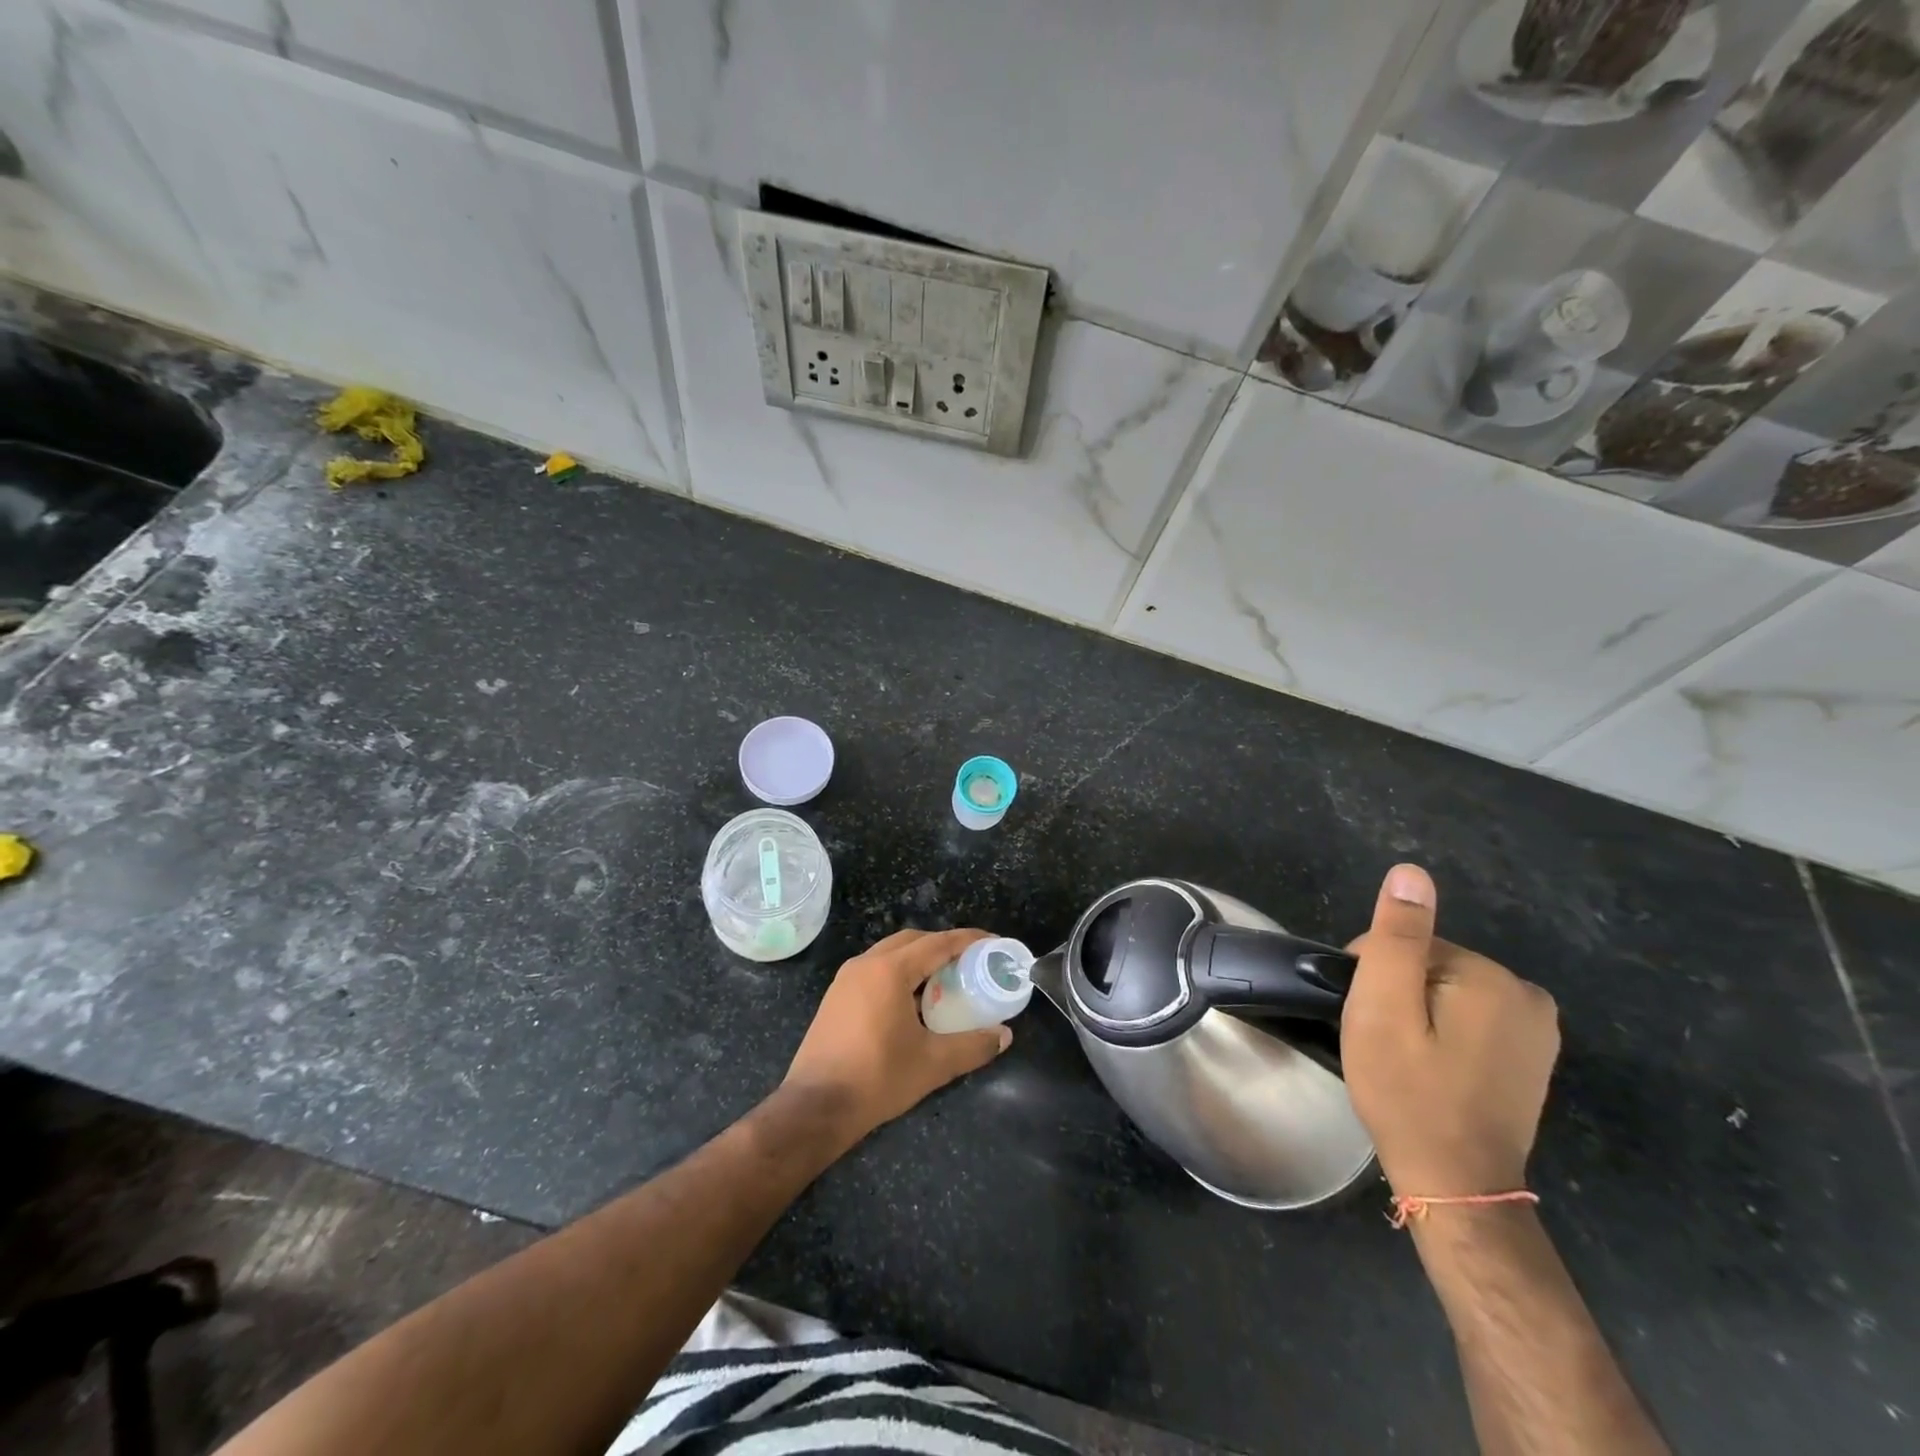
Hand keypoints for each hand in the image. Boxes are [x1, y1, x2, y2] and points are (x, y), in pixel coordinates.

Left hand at [782, 928, 1012, 1147]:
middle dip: (944, 945)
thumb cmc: (877, 1078)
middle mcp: (866, 964)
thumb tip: (1004, 1036)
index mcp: (890, 970)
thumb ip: (972, 1046)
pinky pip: (875, 970)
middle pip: (913, 940)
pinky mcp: (836, 996)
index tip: (993, 943)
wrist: (815, 1107)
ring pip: (891, 953)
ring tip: (945, 979)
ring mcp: (846, 979)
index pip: (938, 943)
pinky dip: (900, 973)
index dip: (969, 940)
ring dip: (919, 959)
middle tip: (970, 962)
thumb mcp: (933, 1063)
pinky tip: (913, 1001)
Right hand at [1340, 864, 1559, 1198]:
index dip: (1372, 976)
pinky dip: (1445, 1032)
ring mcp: (1537, 1027)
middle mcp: (1526, 993)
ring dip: (1418, 1013)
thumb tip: (1411, 872)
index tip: (1365, 1018)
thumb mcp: (1384, 1009)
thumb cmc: (1408, 1091)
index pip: (1405, 944)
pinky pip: (1471, 1016)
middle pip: (1429, 965)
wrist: (1457, 1182)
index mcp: (1490, 976)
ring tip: (1407, 1057)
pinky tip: (1435, 1066)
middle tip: (1384, 1041)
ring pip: (1447, 990)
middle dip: (1397, 993)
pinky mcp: (1532, 1054)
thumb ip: (1397, 937)